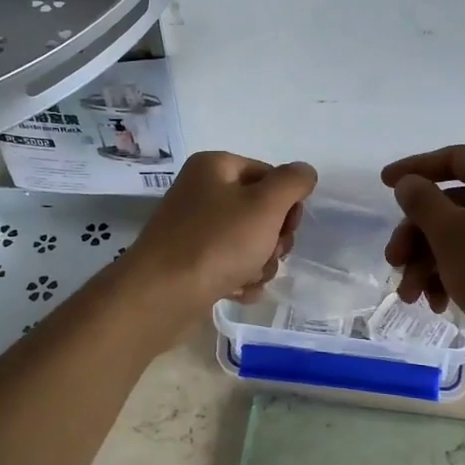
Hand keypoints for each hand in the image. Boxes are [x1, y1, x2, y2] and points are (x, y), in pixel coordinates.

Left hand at [123, 151, 317, 309]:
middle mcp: (202, 192)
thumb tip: (304, 172)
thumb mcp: (265, 205)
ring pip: (249, 242)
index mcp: (215, 167)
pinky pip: (229, 264)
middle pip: (261, 210)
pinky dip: (239, 278)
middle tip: (267, 254)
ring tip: (248, 277)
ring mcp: (194, 228)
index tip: (288, 228)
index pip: (270, 175)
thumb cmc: (216, 243)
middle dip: (273, 238)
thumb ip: (292, 182)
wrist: (160, 297)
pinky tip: (236, 291)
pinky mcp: (190, 261)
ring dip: (260, 263)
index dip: (287, 203)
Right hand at [382, 145, 464, 340]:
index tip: (384, 183)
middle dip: (416, 236)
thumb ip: (421, 201)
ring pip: (463, 235)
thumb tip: (409, 183)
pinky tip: (438, 304)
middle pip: (452, 204)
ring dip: (429, 263)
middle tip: (393, 262)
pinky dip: (455, 274)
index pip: (453, 159)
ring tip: (411, 296)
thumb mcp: (448, 232)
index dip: (415, 168)